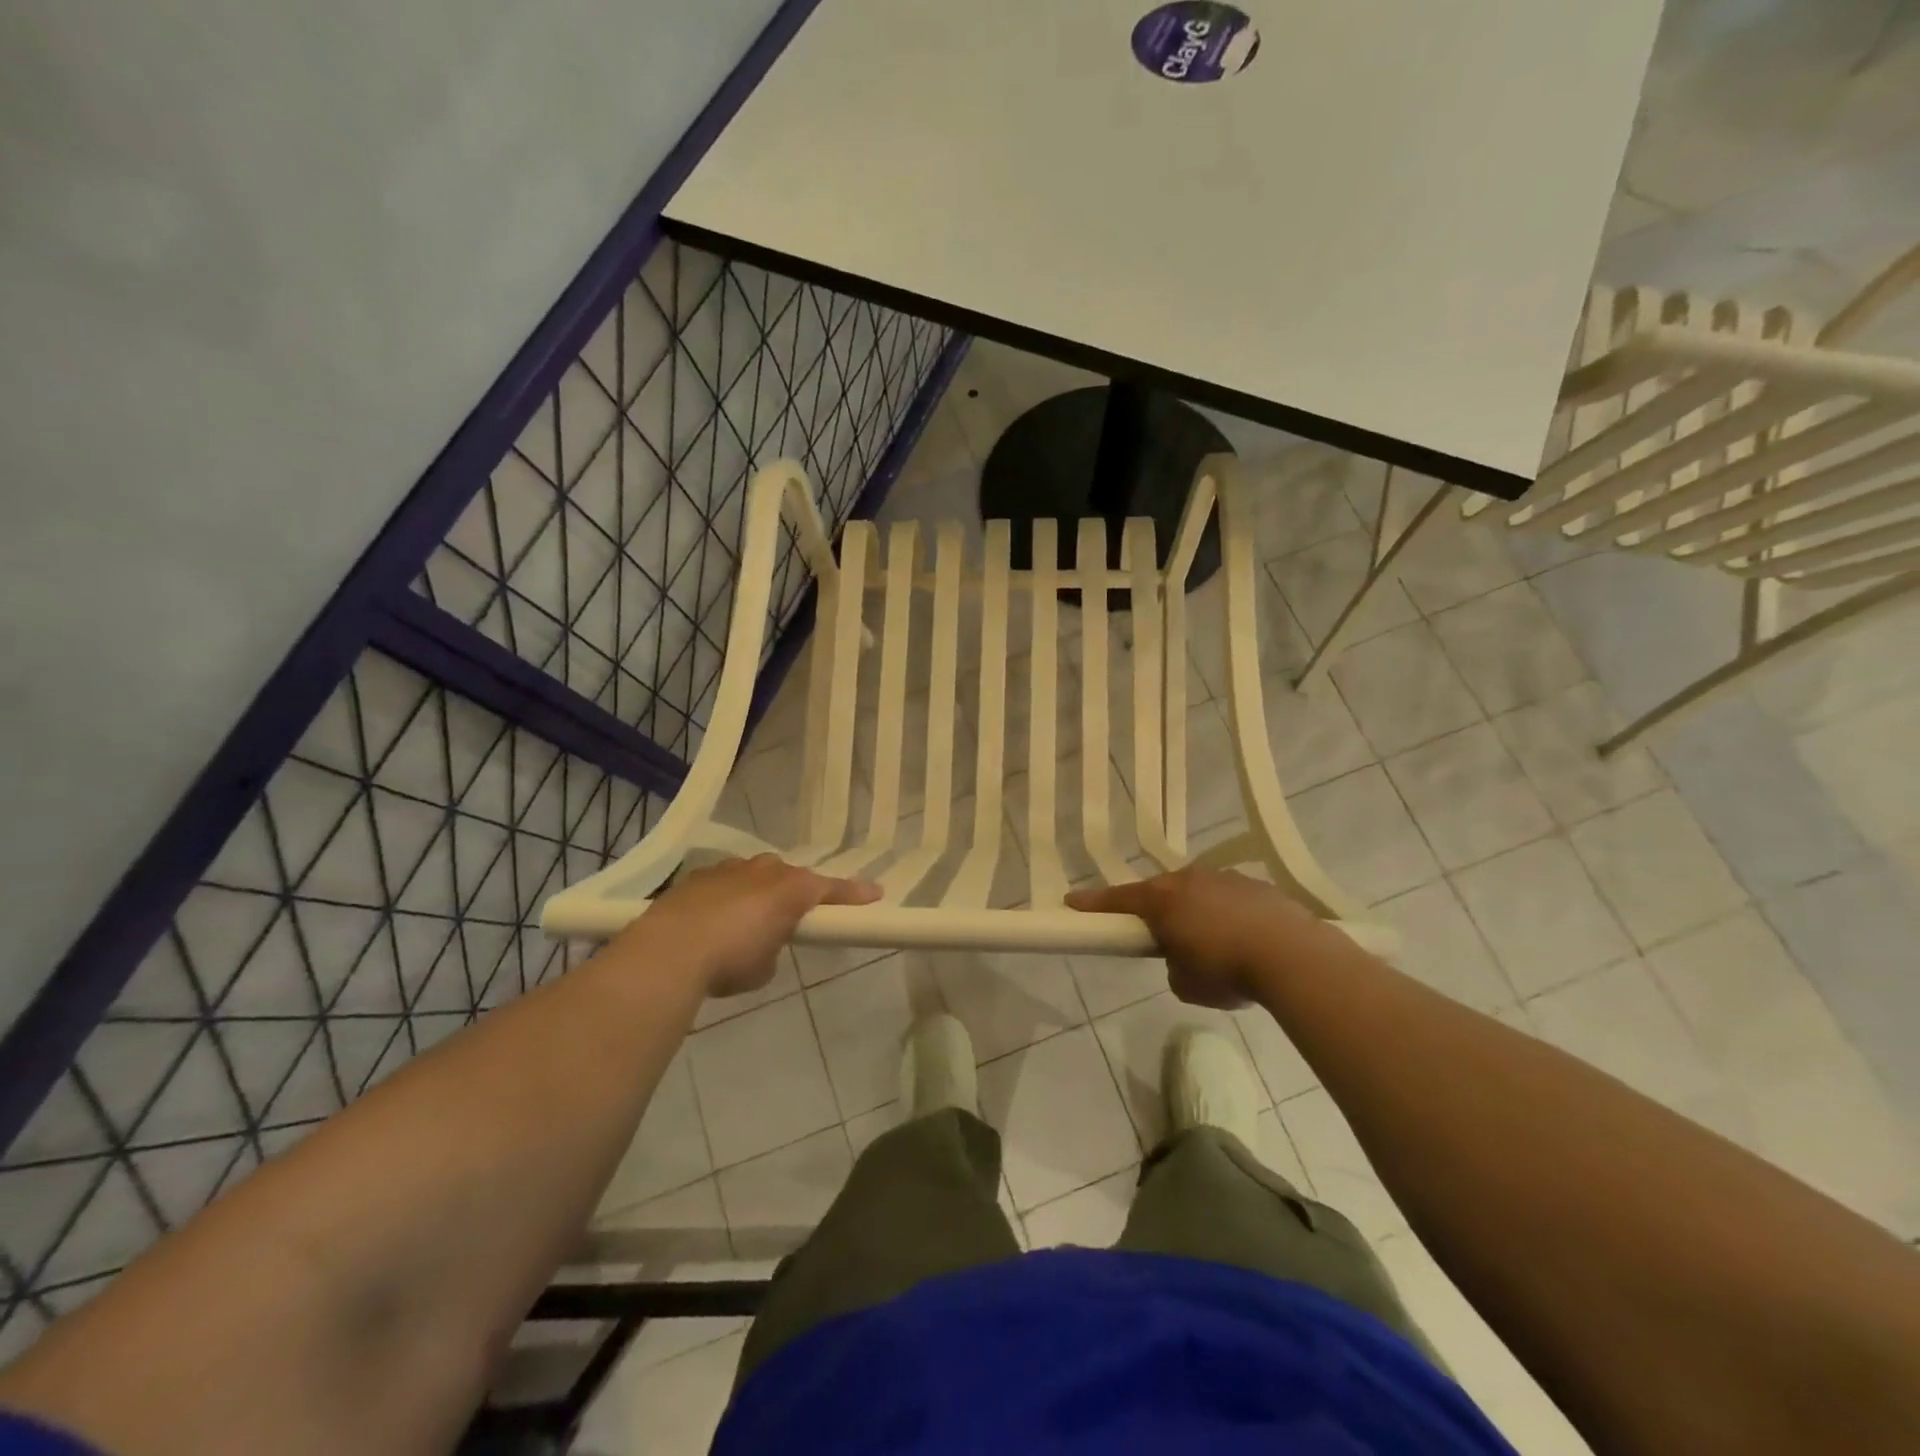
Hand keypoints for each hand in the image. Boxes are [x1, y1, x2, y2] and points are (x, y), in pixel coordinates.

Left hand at [628, 855, 880, 996]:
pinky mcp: (698, 877)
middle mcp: (765, 870)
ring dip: (758, 892)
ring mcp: (729, 869)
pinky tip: (712, 922)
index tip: (876, 894)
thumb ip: (774, 948)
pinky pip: (724, 883)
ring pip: (755, 875)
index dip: (854, 894)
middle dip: (795, 892)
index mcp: (791, 889)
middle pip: (790, 876)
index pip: (831, 889)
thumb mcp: (764, 966)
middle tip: (793, 917)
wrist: (671, 949)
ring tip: (747, 922)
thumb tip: (762, 943)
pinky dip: (726, 899)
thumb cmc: (731, 959)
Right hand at [1067, 868, 1329, 1008]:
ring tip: (1212, 943)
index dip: (1094, 903)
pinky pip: (1229, 897)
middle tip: (1157, 932)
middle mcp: (1189, 880)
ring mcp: (1225, 878)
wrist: (1293, 956)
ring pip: (1198, 891)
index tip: (1072, 901)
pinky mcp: (1257, 885)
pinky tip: (1244, 938)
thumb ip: (1173, 966)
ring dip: (1195, 911)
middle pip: (1161, 891)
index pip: (1118, 899)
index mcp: (1163, 900)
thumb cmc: (1226, 971)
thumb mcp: (1186, 984)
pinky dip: (1228, 914)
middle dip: (1156, 909)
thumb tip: (1183, 958)